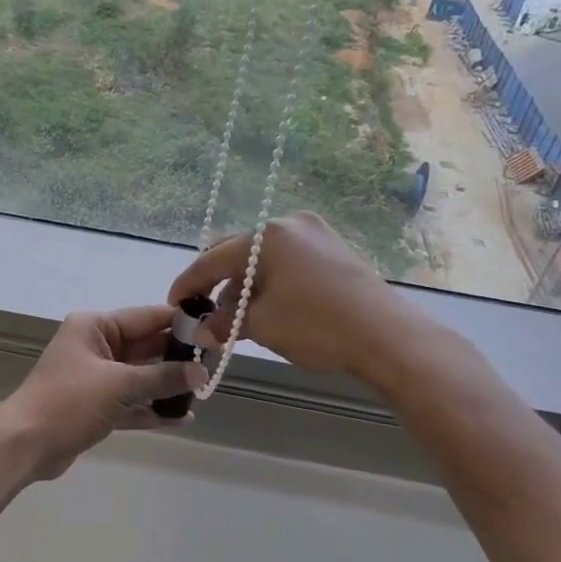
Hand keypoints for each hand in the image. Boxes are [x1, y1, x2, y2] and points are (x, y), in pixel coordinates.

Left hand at [0, 306, 205, 480]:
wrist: (24, 445)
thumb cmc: (68, 402)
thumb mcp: (119, 385)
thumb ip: (162, 377)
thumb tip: (201, 373)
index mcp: (94, 327)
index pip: (146, 317)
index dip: (179, 323)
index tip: (214, 329)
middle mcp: (95, 347)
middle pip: (145, 346)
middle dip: (177, 357)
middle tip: (214, 365)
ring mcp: (94, 379)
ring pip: (140, 377)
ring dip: (167, 385)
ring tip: (204, 391)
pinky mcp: (94, 407)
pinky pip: (130, 403)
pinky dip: (151, 410)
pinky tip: (181, 418)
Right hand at [168, 212, 414, 376]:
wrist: (386, 336)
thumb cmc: (316, 325)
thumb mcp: (262, 325)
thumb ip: (225, 322)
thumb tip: (202, 330)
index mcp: (267, 236)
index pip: (213, 259)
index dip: (188, 283)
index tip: (173, 303)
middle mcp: (288, 224)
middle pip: (237, 252)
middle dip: (217, 284)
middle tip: (205, 313)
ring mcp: (314, 234)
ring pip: (262, 258)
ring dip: (244, 285)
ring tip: (237, 318)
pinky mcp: (332, 249)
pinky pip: (286, 262)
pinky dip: (269, 282)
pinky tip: (266, 307)